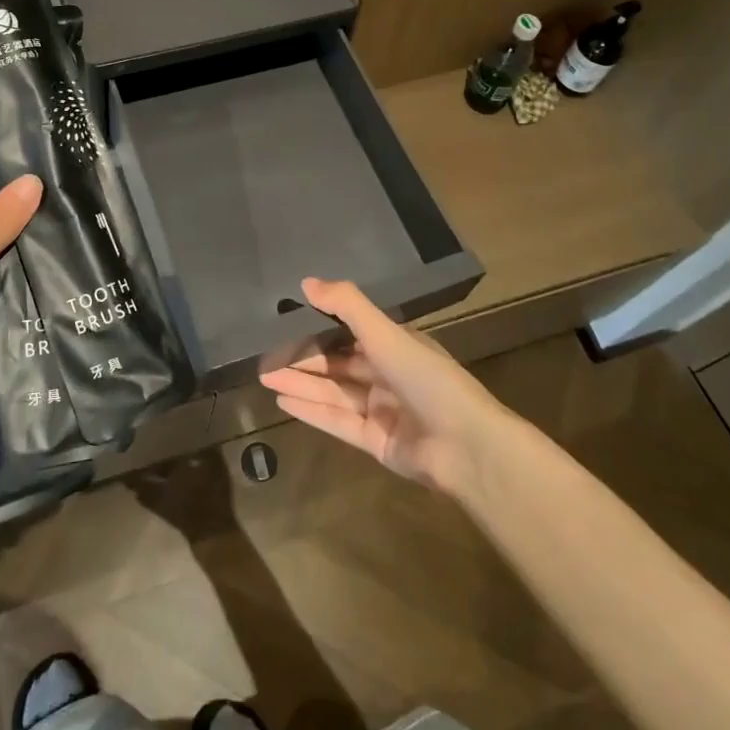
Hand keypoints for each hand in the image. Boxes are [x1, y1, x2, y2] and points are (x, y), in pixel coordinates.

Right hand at [259, 277, 509, 496]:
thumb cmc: (428, 380)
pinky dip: (311, 412)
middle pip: (338, 365)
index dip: (319, 328)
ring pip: (333, 393)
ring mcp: (382, 411)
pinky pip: (337, 422)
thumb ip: (347, 306)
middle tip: (265, 355)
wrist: (466, 447)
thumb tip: (306, 282)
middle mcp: (389, 376)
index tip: (286, 321)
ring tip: (263, 377)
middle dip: (303, 360)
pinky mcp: (376, 442)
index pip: (351, 333)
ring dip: (301, 384)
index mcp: (397, 346)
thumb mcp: (387, 334)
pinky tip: (282, 403)